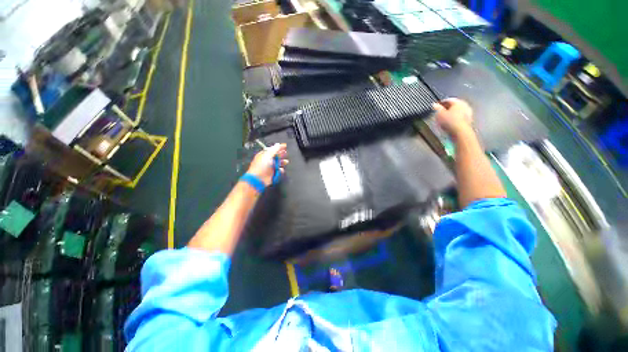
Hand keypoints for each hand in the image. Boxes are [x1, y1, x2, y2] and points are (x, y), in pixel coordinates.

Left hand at [247, 143, 288, 185]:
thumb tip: (279, 144)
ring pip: (278, 163)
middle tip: (286, 153)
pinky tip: (281, 170)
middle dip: (281, 155)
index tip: (285, 146)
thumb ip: (275, 149)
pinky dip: (281, 170)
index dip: (278, 148)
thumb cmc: (261, 166)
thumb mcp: (268, 155)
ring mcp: (270, 168)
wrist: (258, 179)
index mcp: (264, 155)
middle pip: (276, 156)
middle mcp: (267, 161)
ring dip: (282, 162)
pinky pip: (279, 171)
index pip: (273, 150)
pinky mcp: (273, 174)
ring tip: (286, 162)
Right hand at [433, 98, 472, 137]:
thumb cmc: (450, 121)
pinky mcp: (468, 120)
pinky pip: (459, 118)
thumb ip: (437, 108)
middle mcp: (464, 105)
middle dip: (447, 109)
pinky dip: (454, 119)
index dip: (441, 103)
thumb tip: (434, 104)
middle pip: (454, 105)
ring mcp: (468, 113)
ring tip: (444, 119)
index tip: (436, 107)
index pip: (448, 100)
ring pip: (457, 112)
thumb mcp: (439, 114)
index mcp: (458, 102)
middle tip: (440, 113)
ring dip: (451, 114)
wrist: (460, 131)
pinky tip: (449, 123)